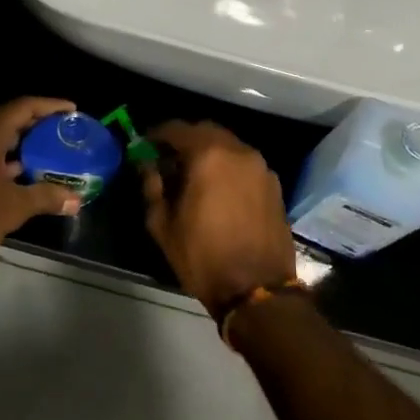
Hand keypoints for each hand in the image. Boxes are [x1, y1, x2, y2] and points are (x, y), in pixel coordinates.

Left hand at [0, 97, 84, 278]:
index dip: (50, 106)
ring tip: (45, 148)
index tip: (71, 110)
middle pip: (6, 116)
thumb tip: (76, 200)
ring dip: (16, 139)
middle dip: (35, 123)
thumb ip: (47, 196)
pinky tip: (17, 167)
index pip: (23, 107)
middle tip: (61, 131)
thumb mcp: (14, 208)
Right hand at [140, 121, 298, 317]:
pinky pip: (244, 164)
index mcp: (208, 155)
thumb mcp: (163, 225)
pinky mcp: (274, 185)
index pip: (177, 129)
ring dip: (208, 153)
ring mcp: (261, 167)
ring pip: (228, 146)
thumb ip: (152, 187)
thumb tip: (148, 167)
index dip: (157, 135)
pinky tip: (218, 190)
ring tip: (192, 175)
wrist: (258, 290)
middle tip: (168, 159)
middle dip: (184, 140)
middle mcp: (238, 151)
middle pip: (206, 131)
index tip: (145, 145)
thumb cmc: (203, 256)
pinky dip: (227, 167)